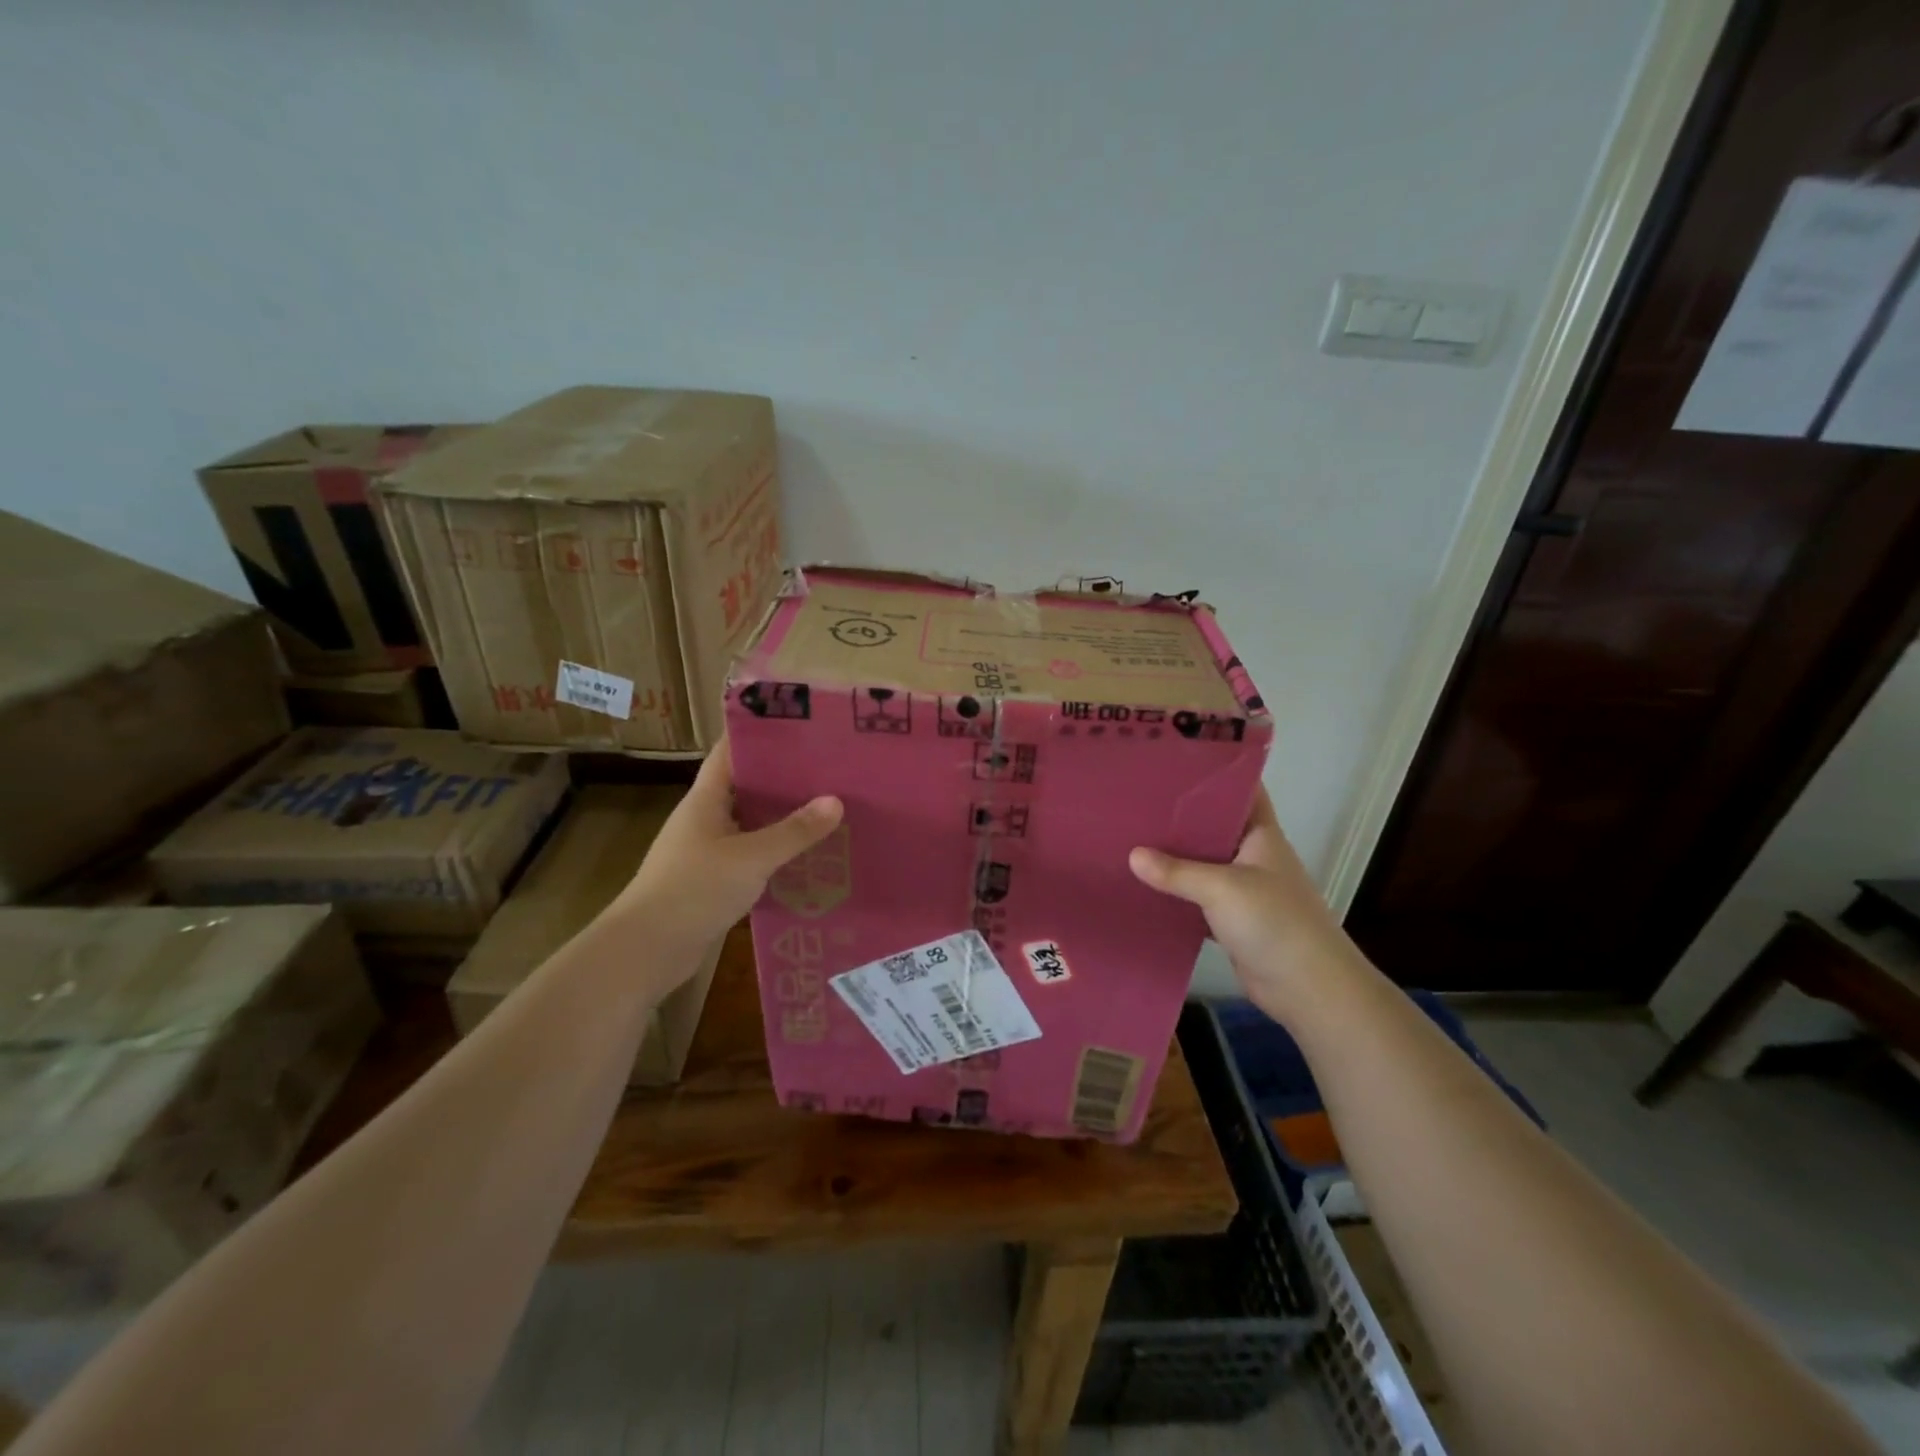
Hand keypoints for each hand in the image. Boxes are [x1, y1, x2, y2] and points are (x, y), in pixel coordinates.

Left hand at [621, 737, 843, 952]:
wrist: (647, 950)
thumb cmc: (694, 890)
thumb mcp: (751, 857)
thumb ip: (794, 831)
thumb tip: (836, 801)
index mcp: (705, 800)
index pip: (730, 752)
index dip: (759, 735)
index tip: (799, 725)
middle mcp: (705, 819)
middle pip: (746, 787)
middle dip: (784, 778)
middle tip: (829, 769)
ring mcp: (707, 851)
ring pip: (751, 824)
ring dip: (782, 818)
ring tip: (828, 808)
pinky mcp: (713, 881)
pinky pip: (751, 856)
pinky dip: (775, 853)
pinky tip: (807, 856)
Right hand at [1129, 789, 1363, 1017]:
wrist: (1309, 989)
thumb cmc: (1275, 923)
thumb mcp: (1222, 889)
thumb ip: (1176, 872)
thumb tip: (1132, 855)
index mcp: (1261, 836)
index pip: (1241, 791)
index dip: (1214, 775)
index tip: (1173, 764)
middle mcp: (1252, 857)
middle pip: (1214, 828)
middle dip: (1180, 817)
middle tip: (1136, 801)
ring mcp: (1243, 890)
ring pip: (1203, 865)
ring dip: (1174, 858)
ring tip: (1130, 838)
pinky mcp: (1232, 921)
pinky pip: (1197, 900)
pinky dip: (1176, 895)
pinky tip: (1144, 888)